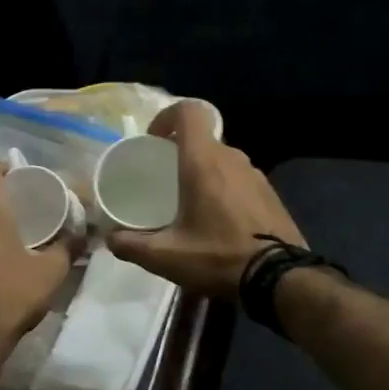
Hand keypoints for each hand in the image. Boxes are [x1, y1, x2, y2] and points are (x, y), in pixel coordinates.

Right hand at [105, 102, 304, 298]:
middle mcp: (231, 158)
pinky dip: (224, 188)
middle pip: (203, 139)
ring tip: (190, 202)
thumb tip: (110, 239)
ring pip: (222, 160)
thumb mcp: (166, 256)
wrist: (279, 278)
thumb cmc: (218, 257)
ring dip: (204, 171)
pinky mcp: (270, 193)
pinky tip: (218, 220)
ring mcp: (255, 174)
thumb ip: (132, 245)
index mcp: (204, 161)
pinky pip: (240, 178)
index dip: (168, 116)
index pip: (189, 112)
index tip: (154, 140)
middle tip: (164, 178)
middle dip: (181, 151)